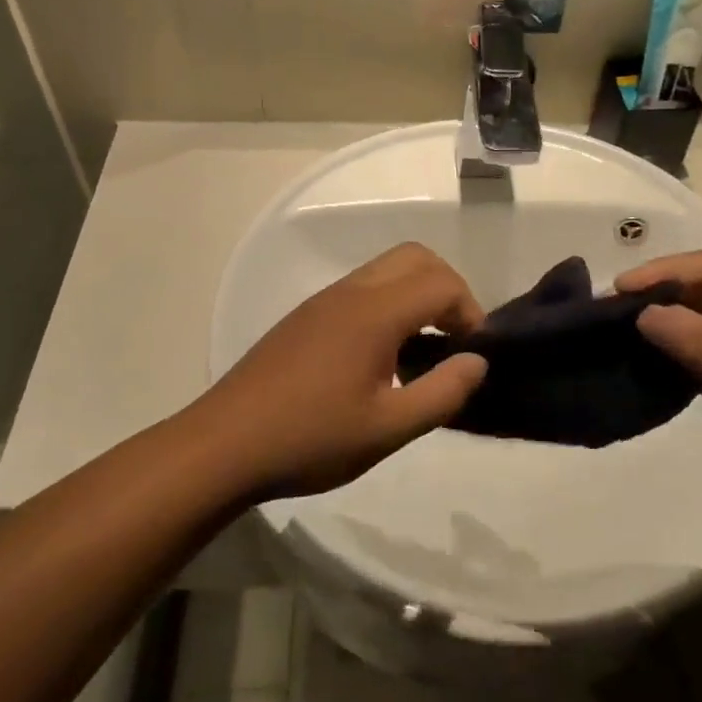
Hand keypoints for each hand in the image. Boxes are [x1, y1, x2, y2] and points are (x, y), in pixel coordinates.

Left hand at [188, 243, 486, 500]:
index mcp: (374, 312)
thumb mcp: (388, 429)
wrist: (224, 444)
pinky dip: (390, 303)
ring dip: (416, 294)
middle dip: (447, 289)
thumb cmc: (310, 439)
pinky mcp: (306, 315)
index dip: (470, 312)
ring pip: (386, 269)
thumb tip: (477, 362)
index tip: (472, 354)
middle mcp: (350, 292)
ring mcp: (324, 300)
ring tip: (421, 351)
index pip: (442, 282)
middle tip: (454, 339)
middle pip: (415, 257)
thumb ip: (442, 392)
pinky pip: (362, 288)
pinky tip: (382, 357)